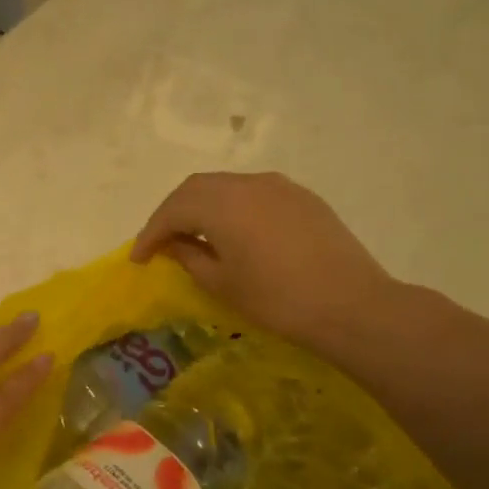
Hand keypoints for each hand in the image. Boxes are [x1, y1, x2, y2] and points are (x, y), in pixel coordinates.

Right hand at [132, 172, 397, 351]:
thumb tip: (172, 244)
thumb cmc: (276, 299)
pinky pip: (252, 192)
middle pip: (195, 189)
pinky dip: (230, 207)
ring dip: (201, 207)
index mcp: (221, 204)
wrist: (350, 304)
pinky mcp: (301, 197)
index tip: (137, 258)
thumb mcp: (222, 283)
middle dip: (172, 213)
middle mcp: (247, 183)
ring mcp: (278, 186)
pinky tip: (232, 231)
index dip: (150, 233)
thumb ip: (189, 257)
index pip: (172, 210)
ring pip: (225, 186)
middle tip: (160, 242)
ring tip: (192, 235)